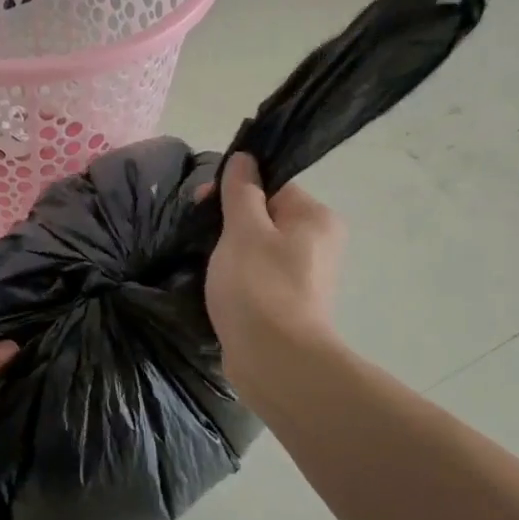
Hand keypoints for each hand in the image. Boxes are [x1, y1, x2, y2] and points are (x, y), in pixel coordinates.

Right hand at [201, 153, 344, 396]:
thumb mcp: (244, 229)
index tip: (202, 202)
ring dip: (230, 252)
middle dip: (230, 223)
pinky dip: (238, 278)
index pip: (273, 185)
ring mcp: (306, 278)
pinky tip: (217, 288)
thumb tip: (245, 158)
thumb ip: (242, 191)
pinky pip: (259, 278)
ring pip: (259, 249)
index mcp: (316, 218)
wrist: (276, 362)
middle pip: (266, 217)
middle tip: (199, 236)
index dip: (235, 189)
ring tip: (205, 264)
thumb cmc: (259, 286)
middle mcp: (319, 244)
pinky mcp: (290, 306)